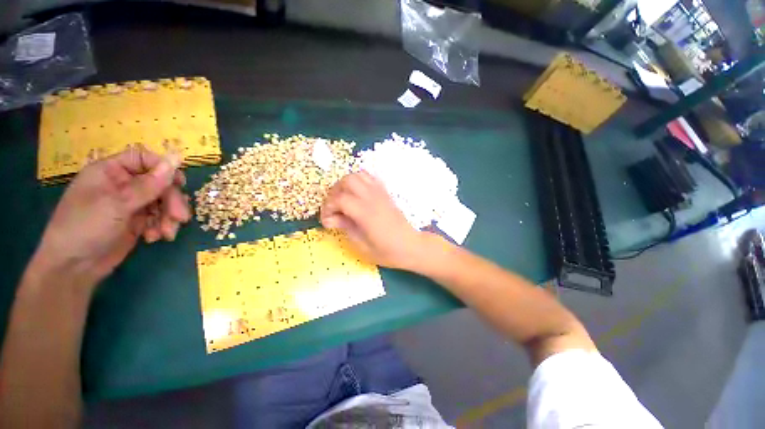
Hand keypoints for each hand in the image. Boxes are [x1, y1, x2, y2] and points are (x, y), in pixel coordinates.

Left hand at [29, 146, 190, 290]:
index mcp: (111, 171)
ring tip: (167, 233)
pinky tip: (154, 238)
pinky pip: (159, 217)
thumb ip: (149, 183)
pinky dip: (161, 227)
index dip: (164, 168)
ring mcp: (131, 204)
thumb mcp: (118, 204)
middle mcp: (123, 184)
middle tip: (179, 218)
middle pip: (159, 183)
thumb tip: (176, 158)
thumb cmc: (86, 227)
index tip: (180, 184)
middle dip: (172, 201)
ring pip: (163, 202)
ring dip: (169, 217)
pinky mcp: (137, 221)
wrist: (74, 267)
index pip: (144, 159)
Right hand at [320, 171, 432, 269]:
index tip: (327, 222)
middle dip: (334, 192)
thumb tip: (332, 218)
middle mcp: (372, 198)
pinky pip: (370, 178)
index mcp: (366, 213)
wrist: (410, 246)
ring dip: (346, 185)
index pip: (340, 199)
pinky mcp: (385, 193)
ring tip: (344, 201)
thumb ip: (346, 228)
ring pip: (358, 175)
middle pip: (347, 181)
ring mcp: (380, 193)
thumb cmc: (387, 251)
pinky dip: (359, 182)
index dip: (328, 208)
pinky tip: (357, 196)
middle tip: (334, 208)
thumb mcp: (362, 246)